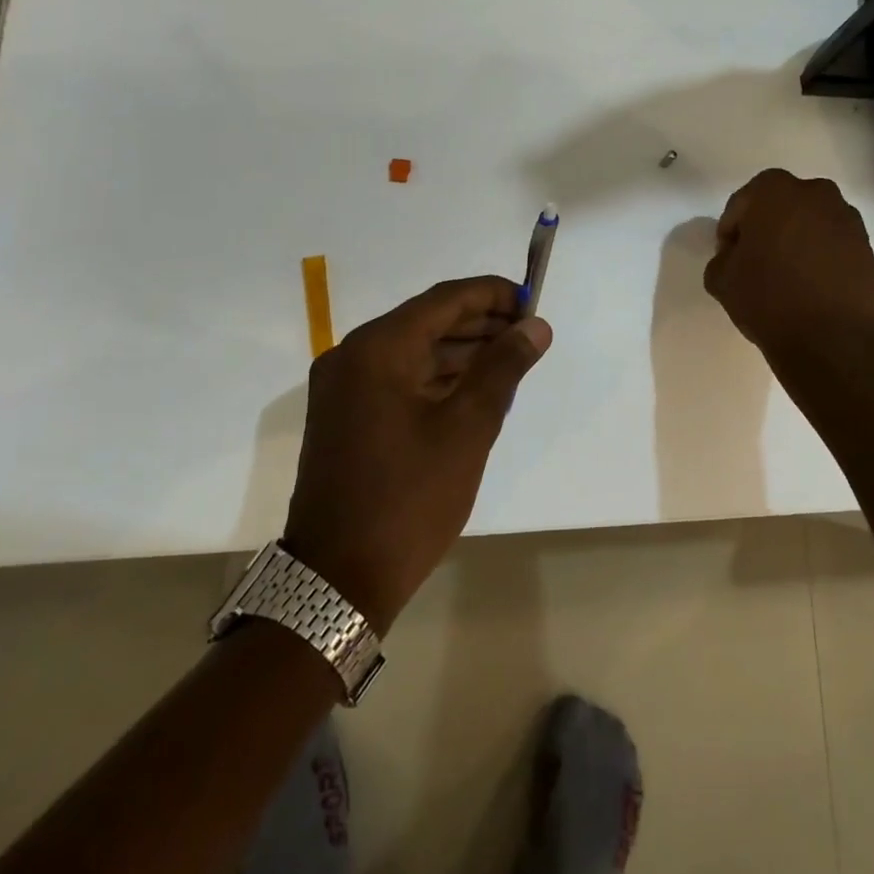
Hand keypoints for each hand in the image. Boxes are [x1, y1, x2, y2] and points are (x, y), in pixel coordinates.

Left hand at [282, 276, 550, 633]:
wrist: (337, 579)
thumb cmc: (409, 499)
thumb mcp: (468, 429)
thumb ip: (503, 368)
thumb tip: (535, 325)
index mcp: (377, 349)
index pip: (444, 299)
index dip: (492, 294)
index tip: (532, 301)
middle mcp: (352, 356)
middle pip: (426, 320)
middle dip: (479, 322)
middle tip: (527, 332)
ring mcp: (343, 386)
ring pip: (413, 349)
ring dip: (460, 349)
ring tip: (510, 357)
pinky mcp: (344, 414)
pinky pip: (397, 376)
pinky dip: (436, 375)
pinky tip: (473, 385)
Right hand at [705, 169, 873, 360]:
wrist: (833, 341)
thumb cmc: (769, 300)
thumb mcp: (721, 280)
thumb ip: (722, 258)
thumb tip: (735, 256)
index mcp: (774, 191)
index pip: (741, 204)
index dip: (730, 232)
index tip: (728, 258)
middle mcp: (815, 193)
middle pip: (779, 207)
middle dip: (765, 228)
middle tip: (755, 262)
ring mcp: (846, 218)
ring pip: (808, 223)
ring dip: (794, 241)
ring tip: (785, 277)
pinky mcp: (867, 246)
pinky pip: (832, 243)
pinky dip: (819, 256)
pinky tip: (809, 286)